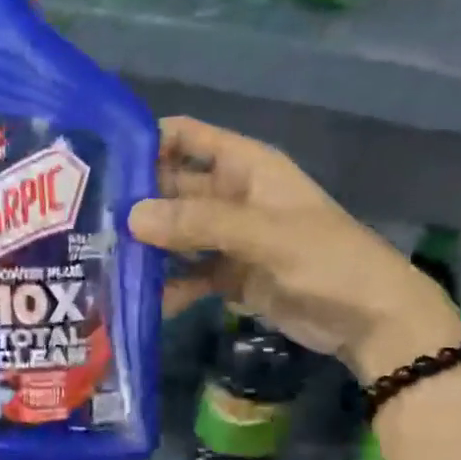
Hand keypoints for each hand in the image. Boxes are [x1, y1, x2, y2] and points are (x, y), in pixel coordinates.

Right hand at [128, 117, 460, 379]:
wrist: (373, 322)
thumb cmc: (329, 261)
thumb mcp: (266, 235)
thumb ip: (200, 222)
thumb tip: (132, 215)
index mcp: (245, 167)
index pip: (186, 138)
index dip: (146, 143)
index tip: (102, 164)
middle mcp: (230, 196)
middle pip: (171, 189)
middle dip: (135, 204)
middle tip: (87, 224)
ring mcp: (228, 238)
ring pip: (174, 234)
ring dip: (146, 248)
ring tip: (102, 263)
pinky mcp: (228, 276)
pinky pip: (187, 274)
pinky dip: (167, 285)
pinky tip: (141, 299)